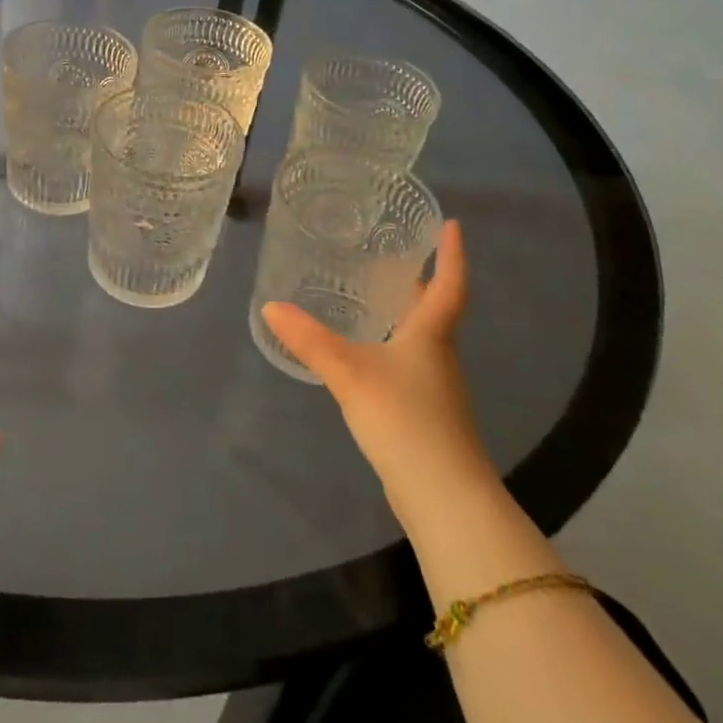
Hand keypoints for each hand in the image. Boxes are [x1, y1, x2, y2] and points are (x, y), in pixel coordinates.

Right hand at [262, 221, 492, 532]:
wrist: (444, 498)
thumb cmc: (405, 420)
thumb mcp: (350, 374)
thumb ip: (311, 341)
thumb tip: (271, 306)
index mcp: (430, 336)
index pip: (448, 284)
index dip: (451, 254)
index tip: (450, 224)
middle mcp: (438, 356)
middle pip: (432, 309)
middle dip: (418, 280)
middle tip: (391, 253)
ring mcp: (434, 388)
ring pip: (420, 338)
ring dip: (402, 313)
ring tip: (370, 295)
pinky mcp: (424, 414)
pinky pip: (408, 364)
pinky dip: (391, 345)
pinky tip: (366, 352)